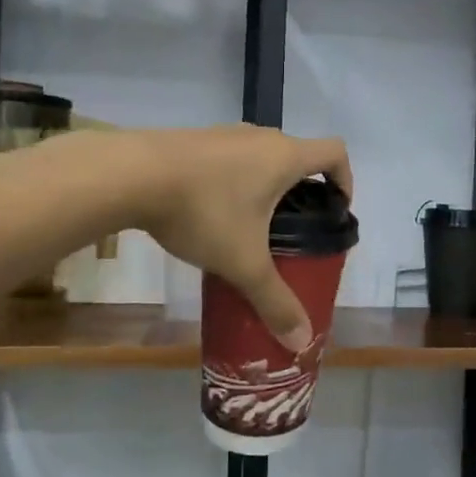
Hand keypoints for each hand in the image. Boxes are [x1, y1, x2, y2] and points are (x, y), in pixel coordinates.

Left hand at [128, 125, 352, 351]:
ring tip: (250, 227)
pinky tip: (209, 213)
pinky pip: (228, 159)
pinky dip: (232, 181)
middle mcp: (260, 137)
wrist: (129, 175)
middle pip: (297, 155)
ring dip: (264, 186)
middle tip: (292, 231)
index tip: (335, 211)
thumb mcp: (243, 263)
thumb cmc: (203, 212)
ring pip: (260, 157)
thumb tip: (301, 342)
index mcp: (285, 157)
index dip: (346, 179)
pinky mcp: (192, 139)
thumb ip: (274, 301)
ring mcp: (223, 134)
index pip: (335, 153)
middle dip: (302, 191)